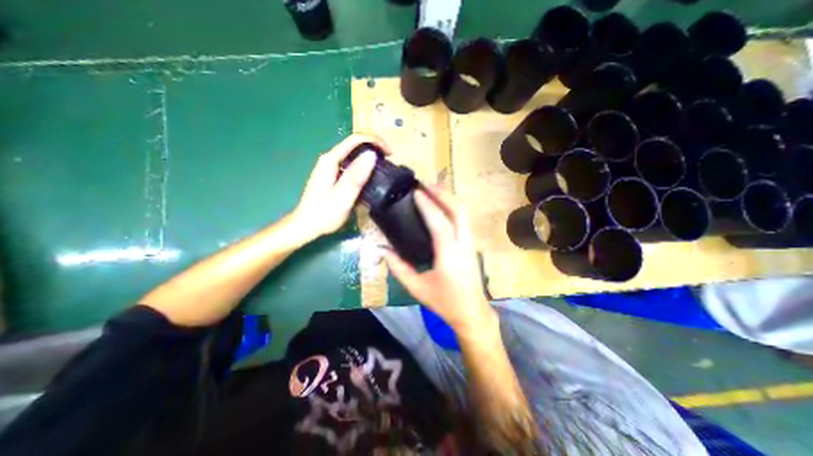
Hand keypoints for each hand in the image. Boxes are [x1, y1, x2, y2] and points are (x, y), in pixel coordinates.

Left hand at [293, 133, 390, 242]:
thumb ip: (356, 177)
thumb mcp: (343, 198)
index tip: (390, 153)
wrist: (306, 225)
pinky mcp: (333, 174)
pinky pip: (352, 163)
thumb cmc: (324, 215)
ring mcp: (330, 166)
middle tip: (390, 161)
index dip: (375, 141)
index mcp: (330, 161)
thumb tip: (371, 155)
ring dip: (370, 156)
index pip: (355, 139)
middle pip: (355, 143)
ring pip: (354, 153)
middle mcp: (330, 159)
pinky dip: (364, 165)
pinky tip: (371, 175)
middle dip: (375, 147)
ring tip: (384, 167)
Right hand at [385, 184, 498, 336]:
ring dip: (449, 198)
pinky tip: (442, 205)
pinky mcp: (472, 244)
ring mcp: (471, 243)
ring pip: (464, 213)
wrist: (471, 312)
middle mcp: (463, 245)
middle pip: (458, 210)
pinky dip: (453, 207)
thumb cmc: (444, 302)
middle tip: (426, 184)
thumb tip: (382, 250)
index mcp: (449, 256)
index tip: (416, 192)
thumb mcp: (416, 288)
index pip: (439, 223)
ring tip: (433, 189)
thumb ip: (398, 268)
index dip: (427, 205)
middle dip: (443, 193)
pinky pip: (464, 219)